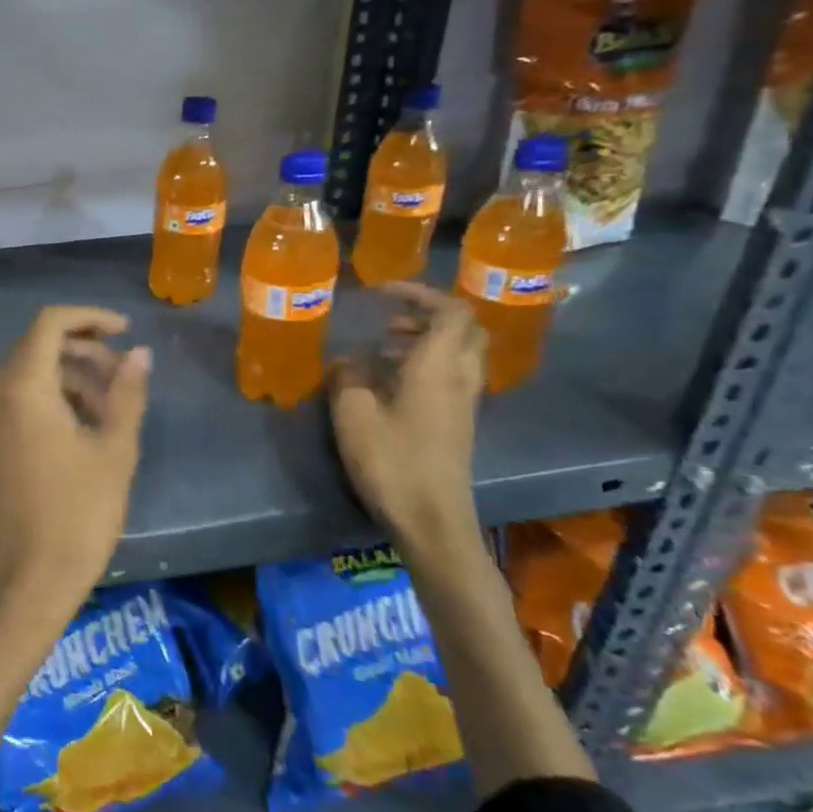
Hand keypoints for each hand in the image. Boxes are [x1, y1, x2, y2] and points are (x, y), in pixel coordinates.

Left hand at [0, 306, 151, 618]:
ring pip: (32, 372)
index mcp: (24, 388)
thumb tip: (140, 353)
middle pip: (39, 345)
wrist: (30, 580)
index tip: (127, 331)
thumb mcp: (114, 450)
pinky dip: (56, 395)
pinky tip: (90, 423)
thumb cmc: (78, 514)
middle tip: (125, 373)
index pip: (50, 323)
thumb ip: (128, 394)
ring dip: (73, 373)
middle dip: (85, 348)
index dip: (90, 317)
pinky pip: (23, 398)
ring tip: (115, 402)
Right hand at [329, 282, 483, 555]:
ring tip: (383, 347)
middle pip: (464, 330)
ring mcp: (464, 402)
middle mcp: (460, 378)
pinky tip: (390, 381)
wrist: (432, 519)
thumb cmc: (392, 460)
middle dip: (427, 315)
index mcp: (439, 366)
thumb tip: (348, 359)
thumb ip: (348, 376)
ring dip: (426, 340)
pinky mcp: (458, 423)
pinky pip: (451, 376)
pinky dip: (426, 364)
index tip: (383, 292)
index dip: (420, 294)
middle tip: (389, 320)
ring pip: (459, 353)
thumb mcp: (353, 413)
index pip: (451, 312)